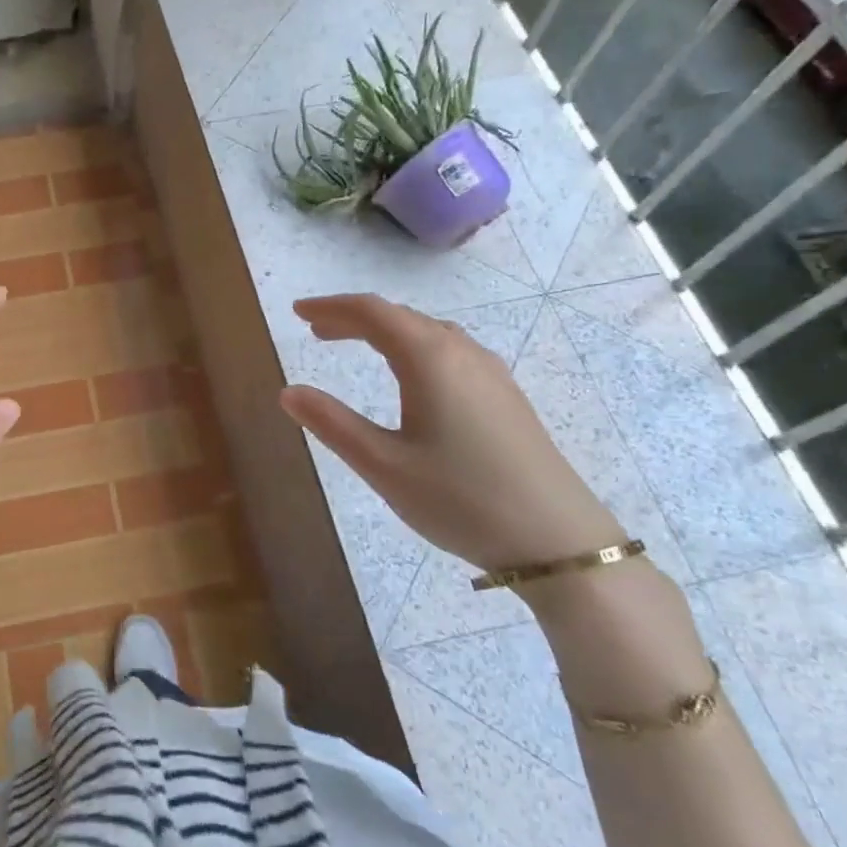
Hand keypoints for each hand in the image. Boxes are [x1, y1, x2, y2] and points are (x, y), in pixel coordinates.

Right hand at [278, 293, 623, 573]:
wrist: (557, 540)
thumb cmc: (460, 499)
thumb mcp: (383, 465)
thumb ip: (332, 423)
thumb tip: (288, 392)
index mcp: (430, 359)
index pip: (372, 313)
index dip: (331, 307)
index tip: (297, 313)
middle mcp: (462, 353)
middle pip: (400, 317)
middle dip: (354, 318)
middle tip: (316, 331)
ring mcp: (490, 373)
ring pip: (428, 332)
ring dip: (385, 332)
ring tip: (354, 346)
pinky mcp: (505, 396)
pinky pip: (449, 351)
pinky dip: (413, 348)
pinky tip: (410, 376)